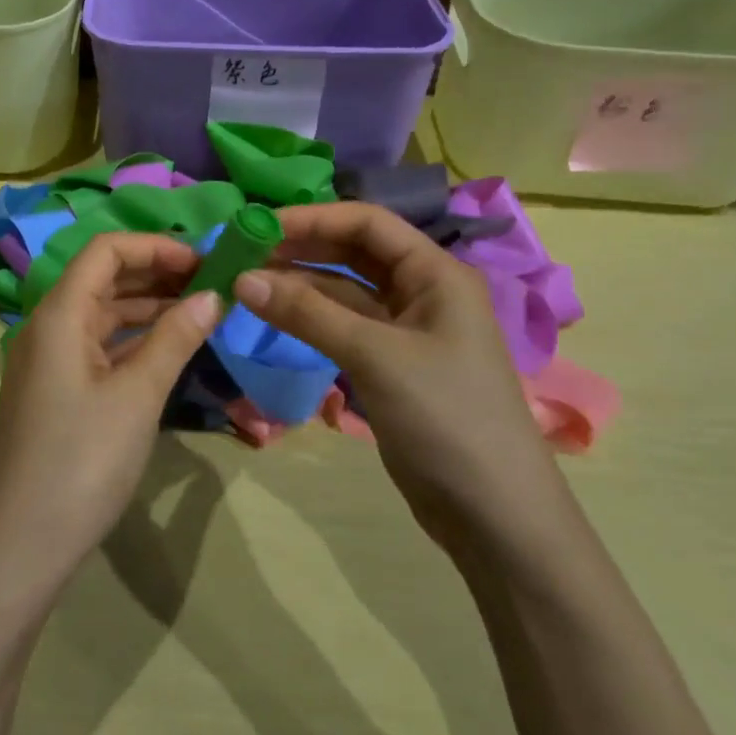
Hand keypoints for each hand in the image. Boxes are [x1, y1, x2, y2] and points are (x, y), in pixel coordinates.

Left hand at [0, 233, 222, 604]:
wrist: (19, 548)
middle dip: (157, 273)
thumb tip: (212, 295)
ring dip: (149, 307)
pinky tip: (169, 349)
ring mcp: (49, 361)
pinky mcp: (56, 392)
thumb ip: (175, 339)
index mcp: (59, 314)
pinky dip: (134, 340)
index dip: (155, 247)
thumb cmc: (80, 462)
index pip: (106, 251)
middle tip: (213, 284)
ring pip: (103, 314)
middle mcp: (49, 327)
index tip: (204, 261)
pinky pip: (98, 347)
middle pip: (104, 278)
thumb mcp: (137, 397)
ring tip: (202, 312)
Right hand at [234, 202, 559, 544]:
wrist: (495, 516)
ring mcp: (406, 330)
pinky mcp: (391, 365)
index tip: (257, 227)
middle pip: (354, 252)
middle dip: (301, 248)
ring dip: (300, 285)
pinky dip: (310, 319)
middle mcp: (422, 291)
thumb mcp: (374, 357)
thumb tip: (241, 279)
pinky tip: (274, 317)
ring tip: (247, 284)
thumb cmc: (446, 418)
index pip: (367, 223)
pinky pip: (344, 326)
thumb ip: (307, 314)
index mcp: (435, 273)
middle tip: (243, 254)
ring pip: (344, 290)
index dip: (311, 218)